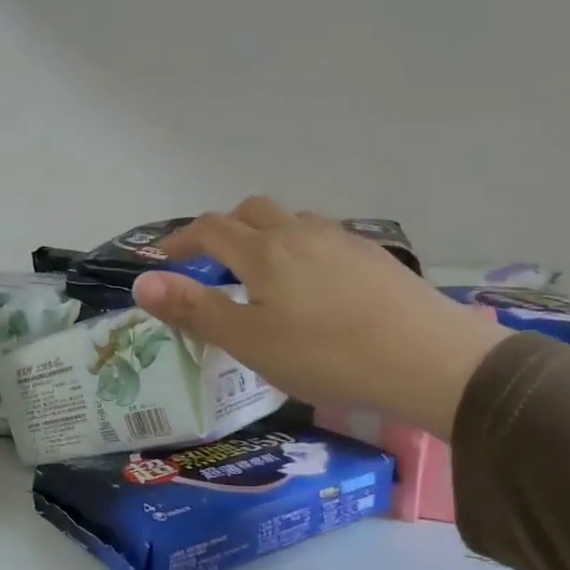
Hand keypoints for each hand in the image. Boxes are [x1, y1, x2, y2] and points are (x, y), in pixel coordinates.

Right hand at [131, 197, 506, 437]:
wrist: (428, 359)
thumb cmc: (326, 355)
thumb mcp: (249, 342)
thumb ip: (195, 310)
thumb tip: (142, 283)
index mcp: (263, 251)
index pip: (210, 229)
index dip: (181, 240)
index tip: (165, 259)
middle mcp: (300, 233)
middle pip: (253, 210)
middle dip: (224, 227)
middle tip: (214, 261)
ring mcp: (342, 240)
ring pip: (293, 221)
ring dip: (266, 234)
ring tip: (264, 272)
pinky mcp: (375, 257)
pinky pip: (325, 238)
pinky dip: (302, 249)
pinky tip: (316, 285)